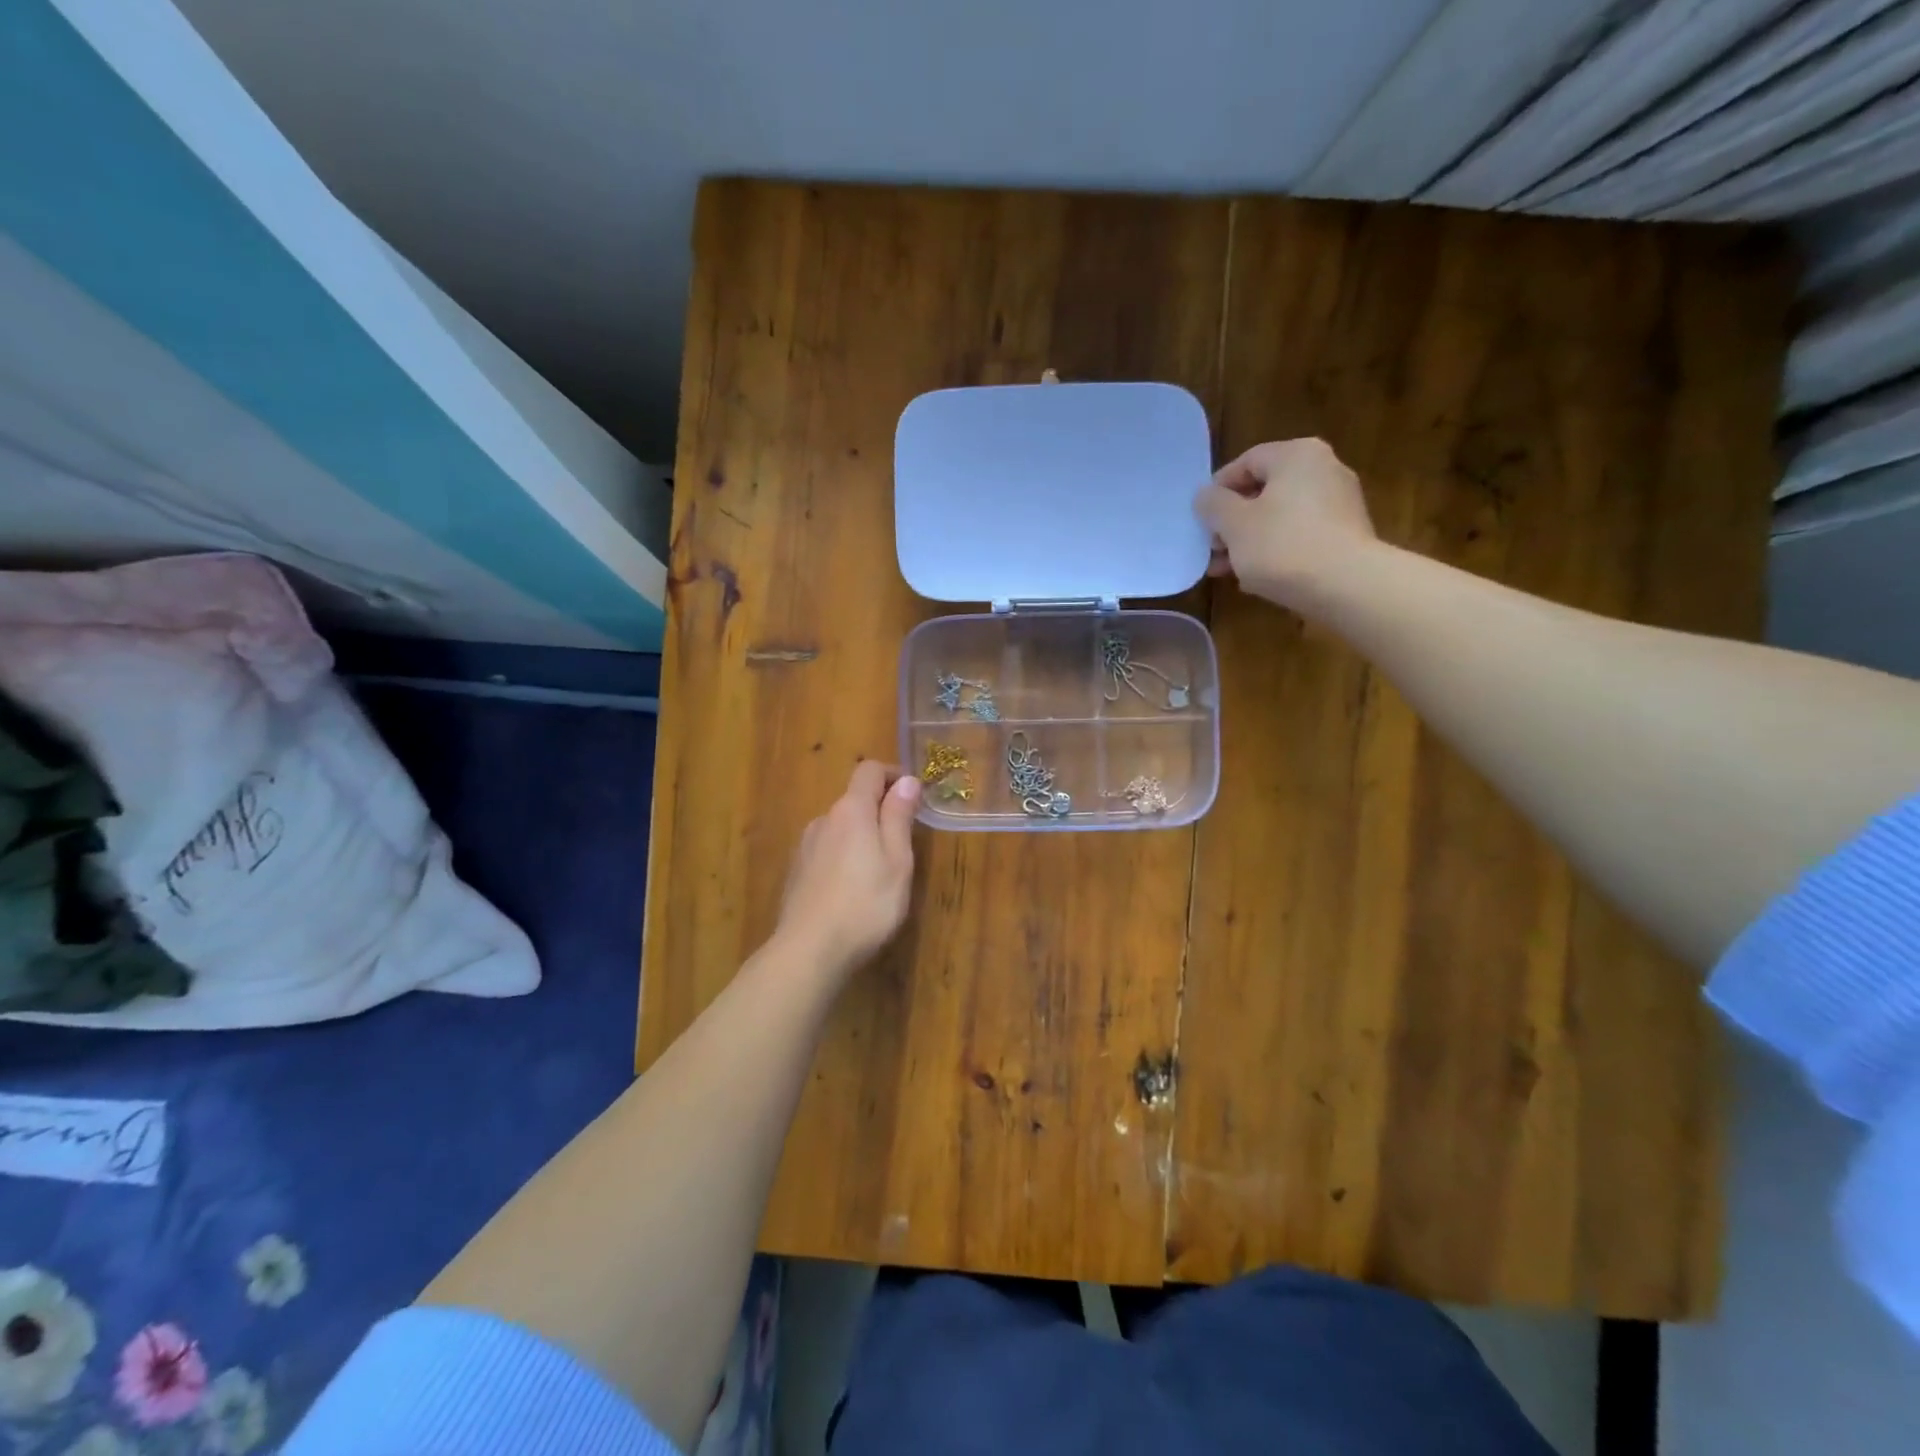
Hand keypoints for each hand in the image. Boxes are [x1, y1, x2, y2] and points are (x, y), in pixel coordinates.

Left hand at [772, 761, 919, 977]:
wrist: (809, 951)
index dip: (894, 774)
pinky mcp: (796, 872)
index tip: (914, 796)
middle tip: (904, 843)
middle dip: (880, 811)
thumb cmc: (866, 904)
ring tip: (879, 872)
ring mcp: (805, 846)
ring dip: (861, 837)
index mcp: (851, 810)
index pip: (869, 770)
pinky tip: (851, 890)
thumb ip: (899, 817)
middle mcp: (823, 820)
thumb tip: (907, 780)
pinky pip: (826, 851)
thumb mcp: (897, 860)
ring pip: (840, 828)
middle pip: (854, 800)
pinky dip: (843, 857)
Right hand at [1194, 438, 1378, 609]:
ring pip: (1280, 516)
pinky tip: (1257, 577)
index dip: (1217, 490)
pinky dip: (1276, 550)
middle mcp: (1323, 469)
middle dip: (1232, 522)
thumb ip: (1213, 505)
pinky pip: (1300, 535)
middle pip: (1263, 491)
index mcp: (1296, 455)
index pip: (1246, 462)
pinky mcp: (1346, 534)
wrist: (1346, 585)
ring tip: (1227, 569)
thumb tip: (1206, 496)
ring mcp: (1339, 502)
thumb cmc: (1282, 545)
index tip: (1201, 519)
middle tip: (1212, 548)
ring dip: (1249, 541)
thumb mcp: (1234, 524)